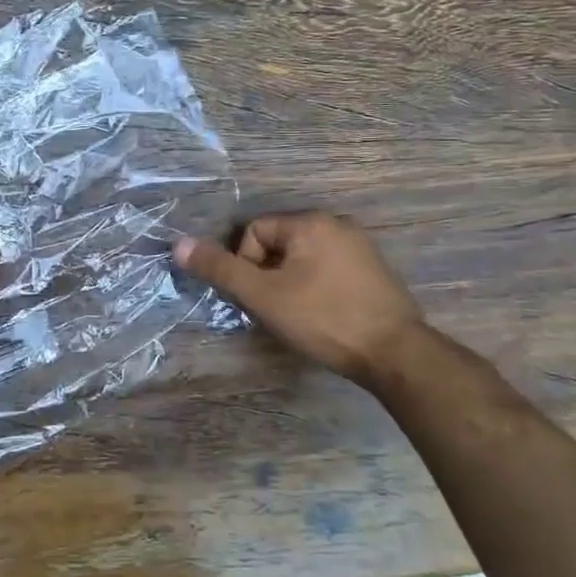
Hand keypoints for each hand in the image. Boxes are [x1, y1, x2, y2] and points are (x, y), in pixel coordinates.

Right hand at [174, 212, 425, 387]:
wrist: (396, 354)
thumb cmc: (324, 319)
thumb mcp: (263, 296)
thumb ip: (221, 269)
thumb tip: (179, 245)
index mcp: (310, 222)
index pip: (254, 232)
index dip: (246, 265)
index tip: (259, 297)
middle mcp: (337, 224)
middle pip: (278, 243)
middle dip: (267, 274)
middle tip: (274, 308)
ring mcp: (360, 246)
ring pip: (302, 258)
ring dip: (289, 282)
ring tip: (297, 315)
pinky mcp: (374, 270)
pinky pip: (327, 268)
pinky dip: (315, 287)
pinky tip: (323, 315)